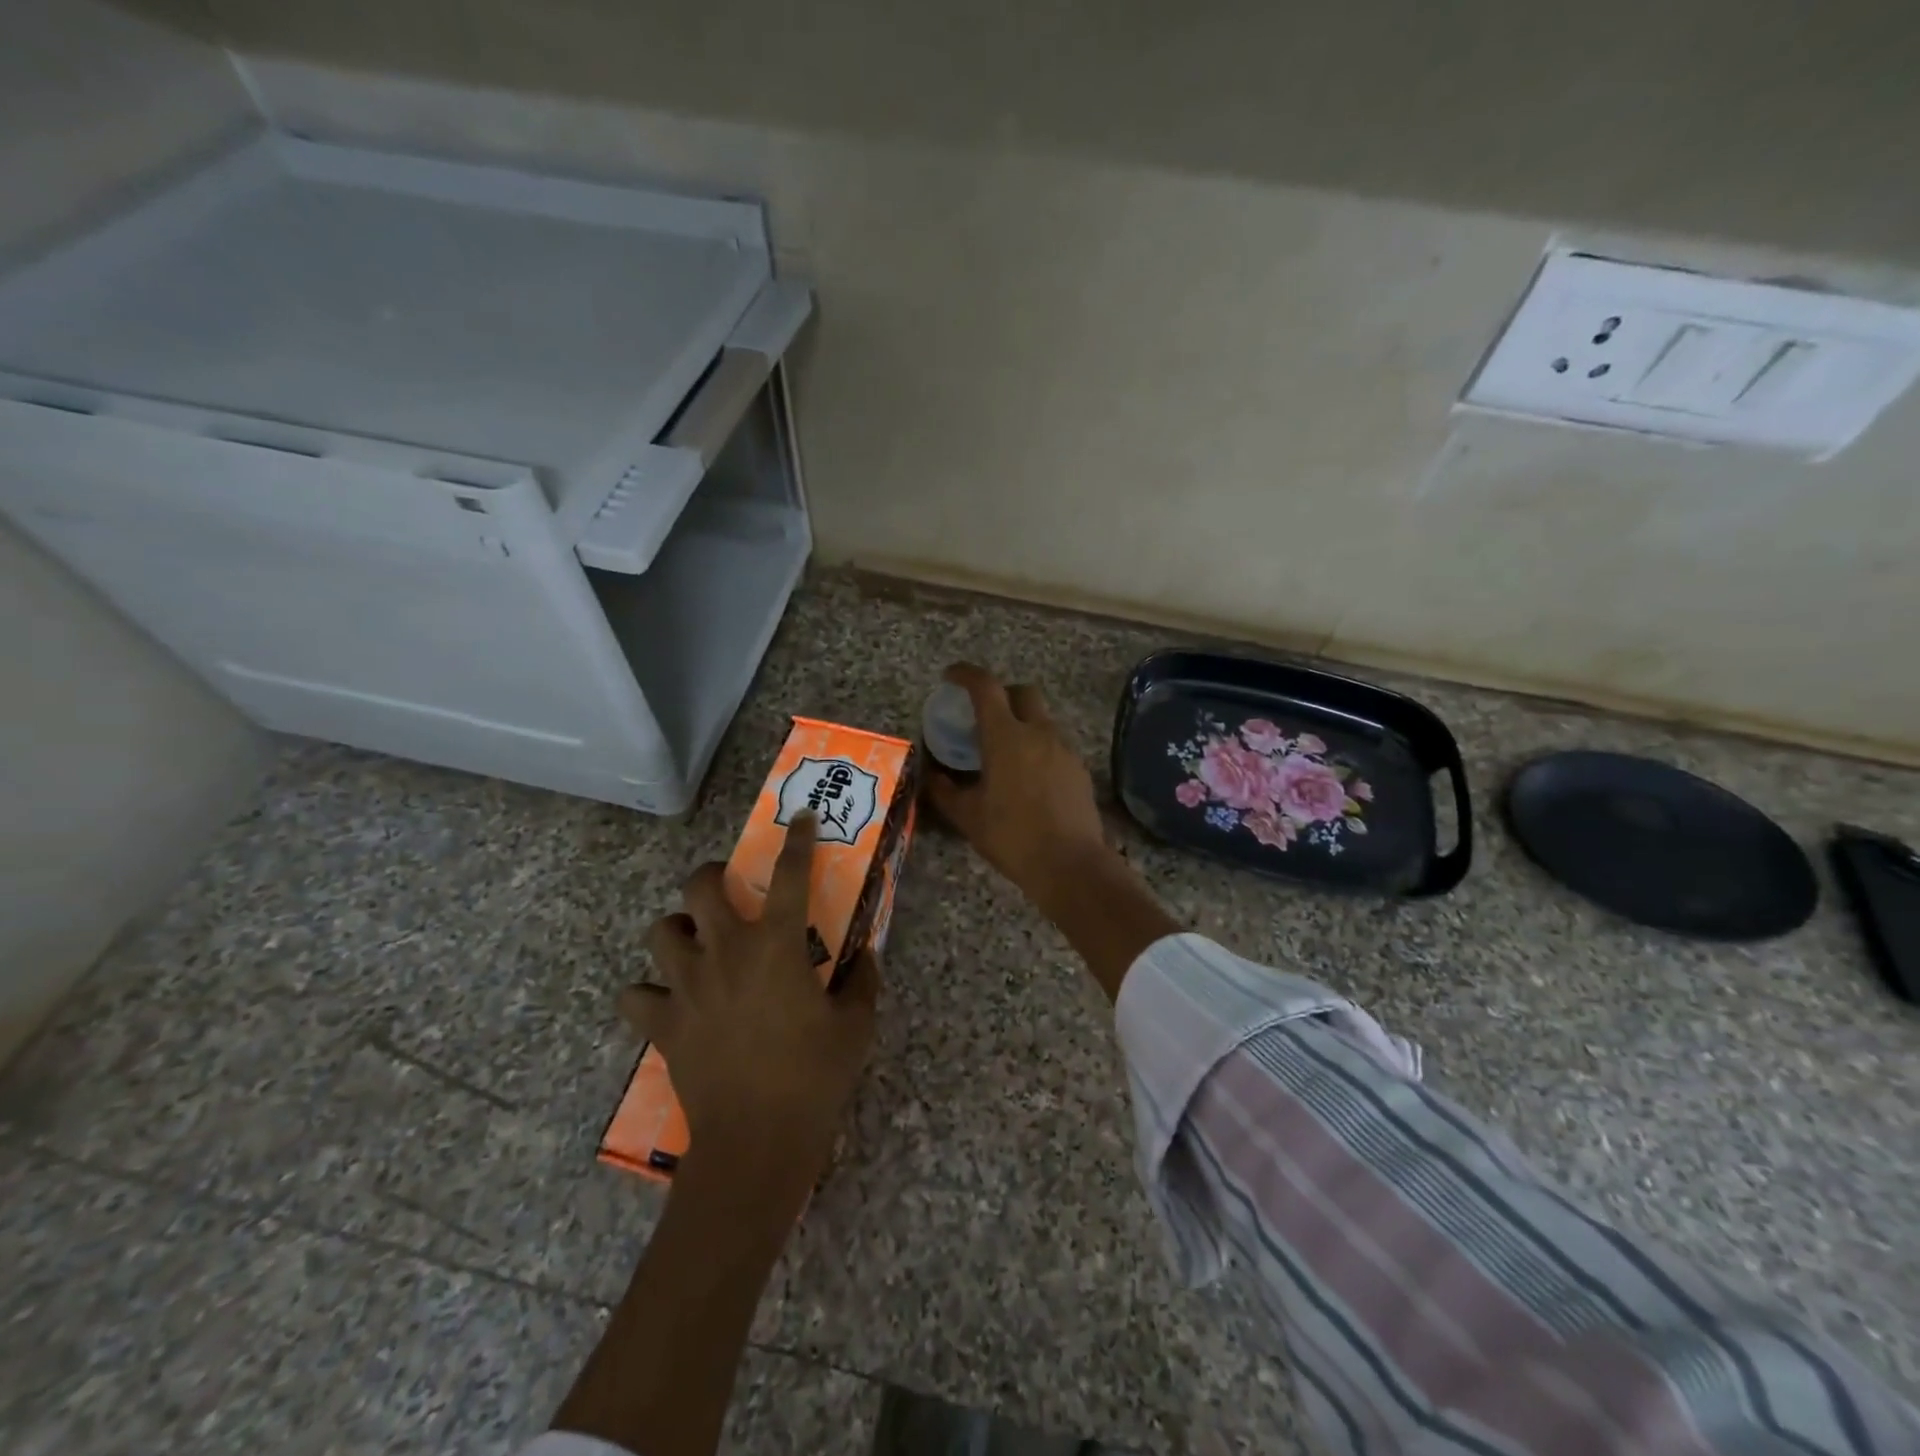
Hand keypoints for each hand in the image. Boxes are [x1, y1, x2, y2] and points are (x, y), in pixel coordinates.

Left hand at [618, 813, 879, 1189]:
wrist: (756, 1141)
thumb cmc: (814, 1075)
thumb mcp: (856, 1024)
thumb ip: (863, 980)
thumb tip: (865, 956)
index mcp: (775, 944)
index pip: (788, 873)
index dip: (796, 839)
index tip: (800, 819)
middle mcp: (725, 951)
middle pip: (700, 885)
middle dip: (713, 875)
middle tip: (728, 890)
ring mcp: (687, 986)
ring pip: (659, 931)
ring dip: (677, 930)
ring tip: (696, 944)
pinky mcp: (663, 1024)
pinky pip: (635, 995)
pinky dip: (647, 992)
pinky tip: (669, 1001)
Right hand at [924, 664, 1114, 909]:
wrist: (1070, 864)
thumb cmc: (1012, 837)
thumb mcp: (967, 816)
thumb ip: (944, 791)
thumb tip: (930, 776)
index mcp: (1006, 737)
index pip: (985, 687)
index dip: (966, 674)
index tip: (951, 676)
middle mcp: (1038, 733)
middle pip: (1022, 692)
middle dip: (1002, 694)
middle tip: (983, 715)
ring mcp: (1064, 749)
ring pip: (1042, 720)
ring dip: (1022, 723)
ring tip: (1005, 752)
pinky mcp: (1080, 769)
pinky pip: (1055, 744)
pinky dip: (1038, 748)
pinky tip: (1029, 778)